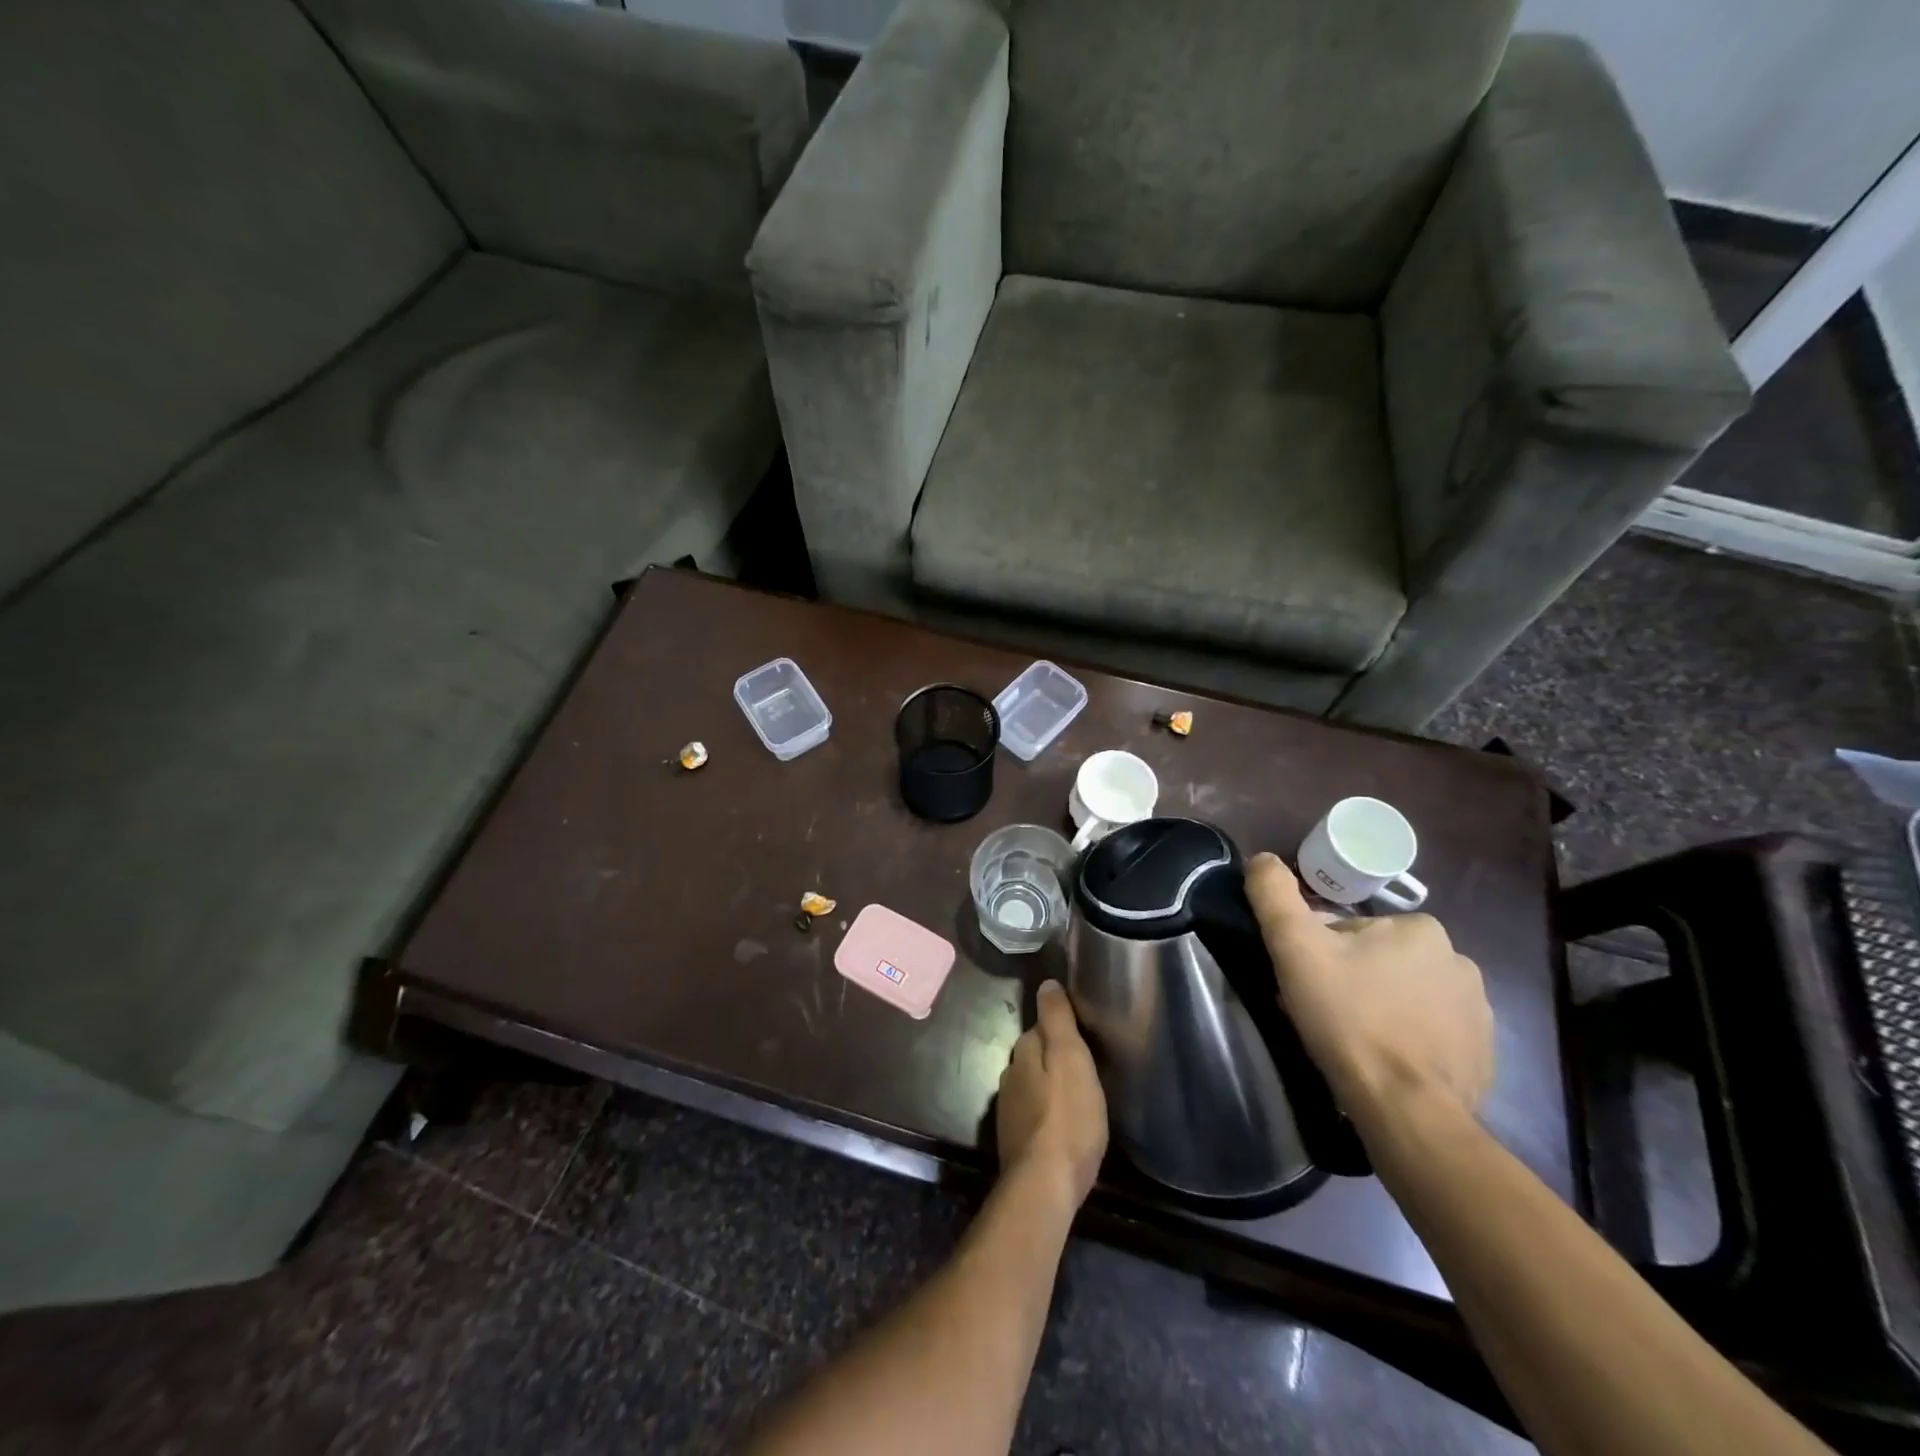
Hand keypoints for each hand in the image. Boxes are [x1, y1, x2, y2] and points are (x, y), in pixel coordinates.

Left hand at [996, 980, 1108, 1206]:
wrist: (1044, 1185)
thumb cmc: (1067, 1116)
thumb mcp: (1070, 1058)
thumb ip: (1057, 1020)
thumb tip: (1046, 983)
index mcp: (1023, 1053)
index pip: (1039, 1028)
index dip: (1059, 1029)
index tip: (1080, 1034)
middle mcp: (1010, 1076)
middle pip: (1034, 1056)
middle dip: (1053, 1057)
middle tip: (1084, 1066)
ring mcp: (1009, 1110)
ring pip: (1032, 1085)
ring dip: (1050, 1086)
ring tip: (1077, 1094)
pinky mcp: (1016, 1140)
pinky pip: (1034, 1114)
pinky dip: (1047, 1112)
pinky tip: (1063, 1124)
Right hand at [1245, 854, 1494, 1125]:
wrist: (1406, 1108)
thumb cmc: (1348, 1017)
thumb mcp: (1295, 947)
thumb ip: (1274, 895)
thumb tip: (1260, 859)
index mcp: (1421, 928)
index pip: (1351, 932)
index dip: (1320, 955)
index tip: (1306, 985)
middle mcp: (1460, 961)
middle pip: (1380, 962)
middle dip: (1351, 981)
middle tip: (1323, 1014)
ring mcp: (1480, 1012)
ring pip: (1407, 997)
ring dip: (1381, 1010)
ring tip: (1353, 1043)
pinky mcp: (1484, 1055)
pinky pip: (1434, 1035)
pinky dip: (1409, 1042)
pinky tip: (1386, 1063)